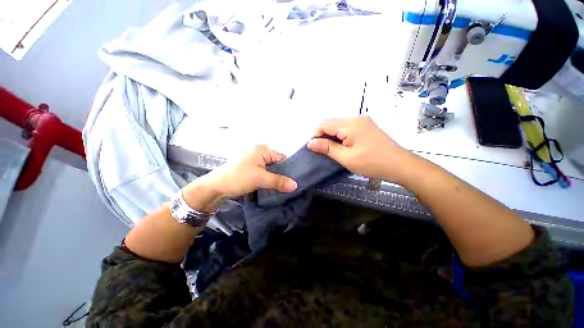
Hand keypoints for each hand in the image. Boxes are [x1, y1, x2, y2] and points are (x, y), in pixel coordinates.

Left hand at [184, 145, 297, 205]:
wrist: (216, 187)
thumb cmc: (239, 178)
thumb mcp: (261, 179)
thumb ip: (279, 181)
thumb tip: (295, 185)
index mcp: (261, 149)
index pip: (281, 158)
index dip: (288, 169)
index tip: (293, 180)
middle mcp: (258, 152)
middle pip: (276, 163)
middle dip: (281, 174)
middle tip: (288, 185)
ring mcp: (253, 160)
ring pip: (270, 168)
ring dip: (274, 177)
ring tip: (281, 187)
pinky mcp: (249, 167)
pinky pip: (263, 171)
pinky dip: (267, 178)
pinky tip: (271, 186)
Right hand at [307, 116, 410, 181]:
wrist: (400, 165)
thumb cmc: (372, 163)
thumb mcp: (346, 158)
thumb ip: (327, 148)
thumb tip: (310, 143)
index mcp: (350, 124)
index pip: (324, 124)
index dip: (316, 135)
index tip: (315, 149)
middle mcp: (356, 118)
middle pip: (332, 123)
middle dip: (324, 136)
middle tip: (324, 152)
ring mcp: (363, 121)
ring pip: (339, 126)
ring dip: (333, 137)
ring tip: (334, 151)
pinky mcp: (367, 126)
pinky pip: (348, 128)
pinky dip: (342, 137)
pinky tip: (344, 147)